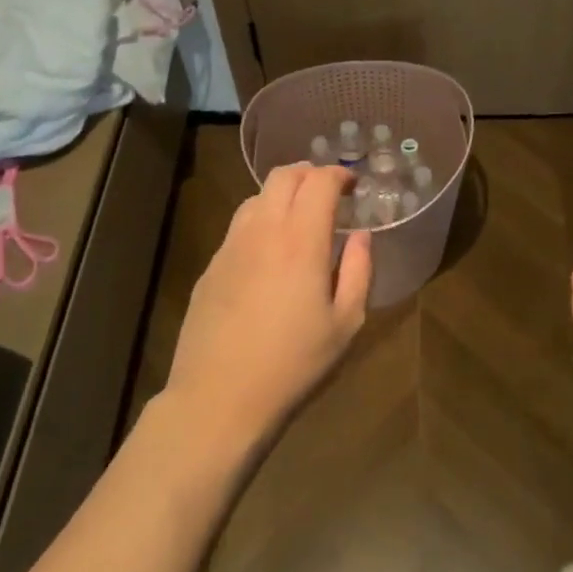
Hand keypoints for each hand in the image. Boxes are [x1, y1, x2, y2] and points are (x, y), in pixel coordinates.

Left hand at [164, 163, 372, 450]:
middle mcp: (263, 230)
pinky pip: (239, 226)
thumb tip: (361, 236)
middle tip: (328, 192)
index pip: (319, 181)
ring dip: (282, 194)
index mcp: (301, 240)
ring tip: (299, 218)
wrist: (218, 398)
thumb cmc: (293, 364)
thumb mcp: (345, 324)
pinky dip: (261, 221)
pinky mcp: (211, 266)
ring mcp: (231, 246)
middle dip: (310, 172)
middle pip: (283, 175)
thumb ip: (359, 271)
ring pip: (256, 197)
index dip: (339, 174)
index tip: (353, 185)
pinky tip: (270, 252)